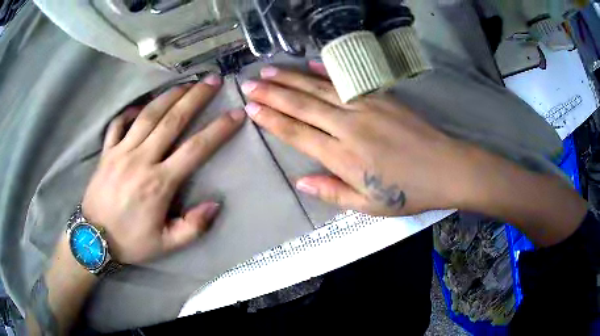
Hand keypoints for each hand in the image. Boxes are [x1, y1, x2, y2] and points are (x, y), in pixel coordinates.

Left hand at [82, 75, 245, 263]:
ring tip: (186, 83)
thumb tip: (215, 204)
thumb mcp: (166, 245)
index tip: (236, 113)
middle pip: (172, 121)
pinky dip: (131, 111)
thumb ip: (192, 227)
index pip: (195, 149)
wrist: (94, 240)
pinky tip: (143, 105)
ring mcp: (121, 152)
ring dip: (169, 96)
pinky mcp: (106, 152)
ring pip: (148, 115)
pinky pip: (118, 124)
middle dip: (196, 97)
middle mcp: (141, 160)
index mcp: (159, 183)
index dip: (218, 129)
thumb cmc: (131, 242)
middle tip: (213, 80)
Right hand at [241, 64, 477, 216]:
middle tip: (249, 84)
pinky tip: (312, 63)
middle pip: (302, 105)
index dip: (271, 119)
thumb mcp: (369, 205)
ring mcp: (366, 107)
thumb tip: (301, 182)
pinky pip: (348, 82)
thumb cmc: (409, 192)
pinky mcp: (381, 98)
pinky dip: (328, 72)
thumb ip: (333, 193)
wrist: (446, 169)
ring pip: (320, 89)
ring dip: (292, 79)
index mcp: (343, 157)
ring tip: (269, 71)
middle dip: (272, 93)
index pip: (297, 133)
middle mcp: (349, 127)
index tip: (251, 108)